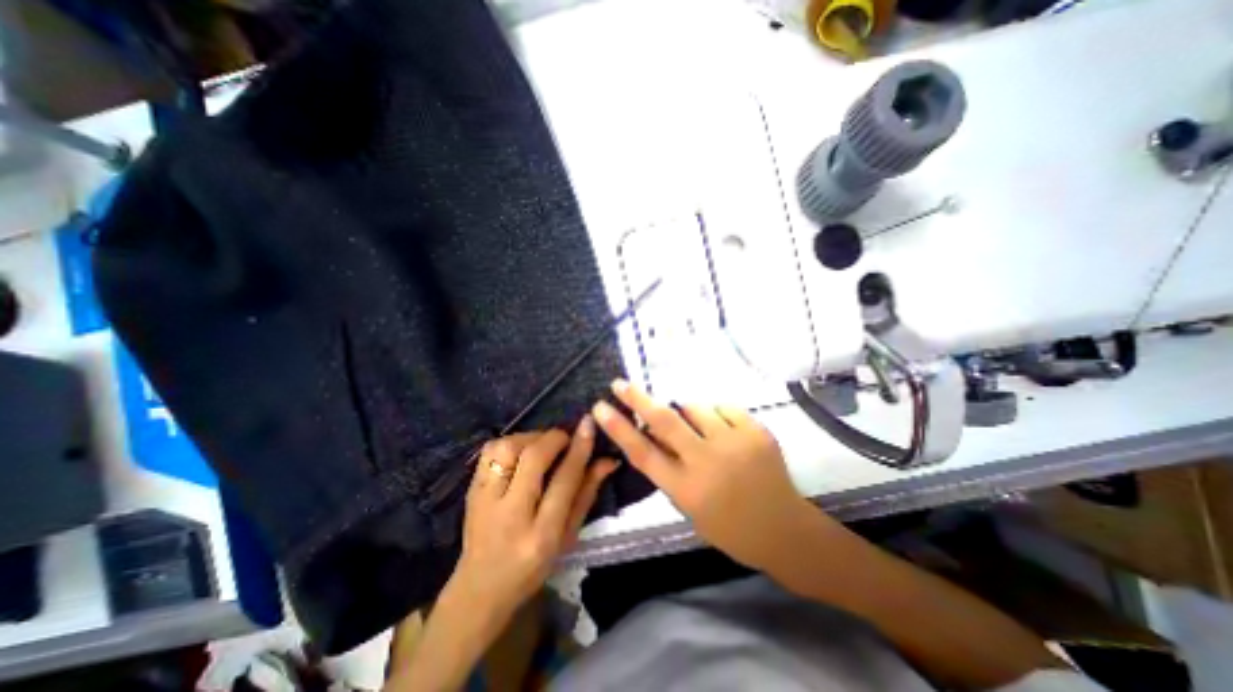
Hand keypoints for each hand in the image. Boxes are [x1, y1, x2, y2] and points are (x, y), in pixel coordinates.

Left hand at [451, 423, 616, 623]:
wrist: (480, 588)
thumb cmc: (533, 566)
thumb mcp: (568, 536)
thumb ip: (586, 494)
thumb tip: (608, 460)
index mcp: (542, 534)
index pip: (564, 480)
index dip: (579, 449)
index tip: (589, 425)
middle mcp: (510, 514)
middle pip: (533, 458)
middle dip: (554, 438)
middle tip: (566, 438)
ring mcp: (484, 501)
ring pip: (508, 448)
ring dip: (531, 437)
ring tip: (543, 445)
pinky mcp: (470, 490)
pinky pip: (489, 450)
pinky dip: (509, 441)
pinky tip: (520, 450)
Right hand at [593, 381, 822, 570]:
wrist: (783, 529)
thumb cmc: (729, 527)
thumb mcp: (689, 506)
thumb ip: (670, 469)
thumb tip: (654, 433)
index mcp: (686, 488)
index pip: (642, 453)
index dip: (619, 428)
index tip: (600, 408)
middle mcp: (706, 462)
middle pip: (664, 421)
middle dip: (637, 399)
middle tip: (620, 383)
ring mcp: (733, 443)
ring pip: (696, 408)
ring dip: (688, 412)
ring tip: (700, 430)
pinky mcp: (756, 431)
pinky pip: (724, 408)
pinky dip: (717, 416)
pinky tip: (725, 433)